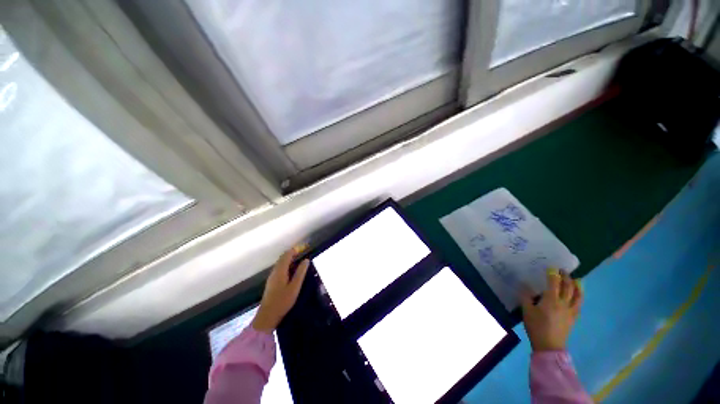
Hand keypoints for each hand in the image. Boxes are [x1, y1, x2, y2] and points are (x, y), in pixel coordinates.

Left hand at [252, 247, 309, 333]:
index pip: (287, 255)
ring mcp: (272, 277)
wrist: (267, 316)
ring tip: (300, 262)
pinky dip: (287, 266)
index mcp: (280, 270)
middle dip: (292, 254)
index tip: (304, 249)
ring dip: (290, 260)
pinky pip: (279, 269)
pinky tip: (292, 272)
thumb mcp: (295, 287)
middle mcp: (275, 271)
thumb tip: (306, 260)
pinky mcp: (272, 282)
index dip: (295, 250)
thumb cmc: (283, 301)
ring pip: (281, 263)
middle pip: (283, 258)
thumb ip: (300, 272)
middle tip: (303, 254)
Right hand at [521, 269, 582, 351]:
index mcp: (551, 300)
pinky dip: (580, 297)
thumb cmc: (536, 326)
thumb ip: (526, 296)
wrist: (549, 345)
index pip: (554, 283)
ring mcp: (570, 311)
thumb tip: (525, 284)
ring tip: (577, 280)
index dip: (553, 274)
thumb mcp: (526, 310)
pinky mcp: (573, 318)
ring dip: (577, 286)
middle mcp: (563, 303)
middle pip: (568, 287)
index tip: (551, 268)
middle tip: (563, 271)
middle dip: (566, 277)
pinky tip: (578, 296)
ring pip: (578, 296)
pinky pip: (579, 305)